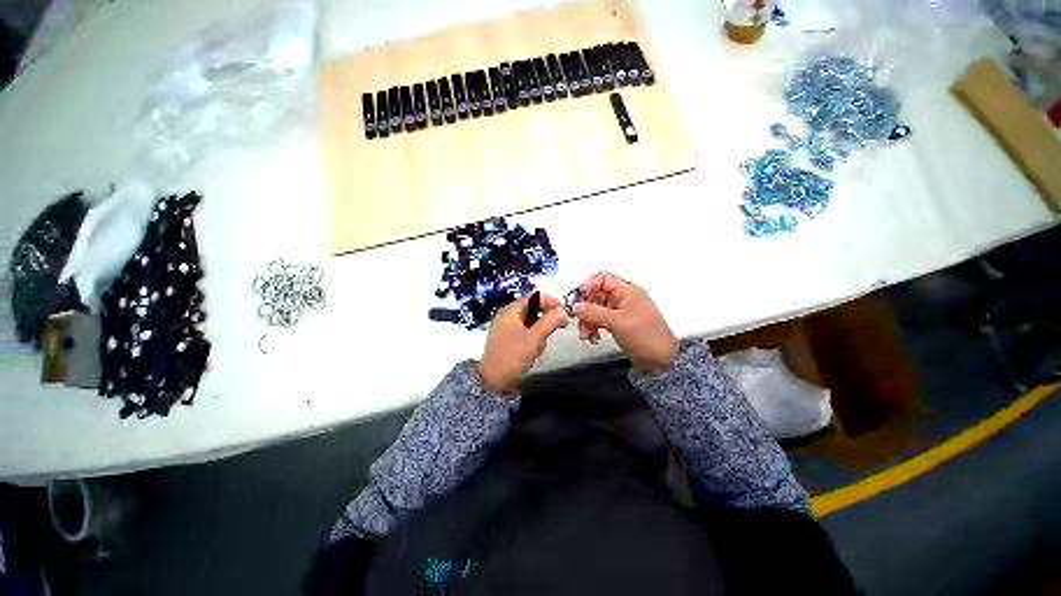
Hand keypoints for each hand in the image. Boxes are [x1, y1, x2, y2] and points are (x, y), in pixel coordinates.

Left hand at [479, 293, 567, 394]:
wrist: (493, 382)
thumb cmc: (513, 356)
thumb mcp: (535, 338)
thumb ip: (550, 321)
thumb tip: (563, 311)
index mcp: (511, 311)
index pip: (534, 297)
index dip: (550, 301)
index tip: (564, 310)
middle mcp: (508, 316)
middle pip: (534, 310)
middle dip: (546, 321)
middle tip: (558, 329)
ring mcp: (508, 329)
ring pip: (532, 324)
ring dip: (540, 333)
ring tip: (540, 348)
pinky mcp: (509, 340)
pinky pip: (527, 334)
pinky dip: (534, 340)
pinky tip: (534, 353)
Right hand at [572, 272, 677, 373]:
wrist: (661, 361)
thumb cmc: (643, 335)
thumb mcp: (617, 321)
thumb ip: (594, 312)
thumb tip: (575, 306)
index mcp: (627, 291)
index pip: (603, 279)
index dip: (588, 286)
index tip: (576, 299)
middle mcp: (623, 299)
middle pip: (597, 295)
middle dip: (585, 308)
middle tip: (577, 321)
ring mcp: (621, 313)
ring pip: (597, 309)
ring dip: (587, 320)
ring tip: (585, 335)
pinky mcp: (619, 325)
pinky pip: (601, 321)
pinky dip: (594, 327)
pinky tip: (592, 338)